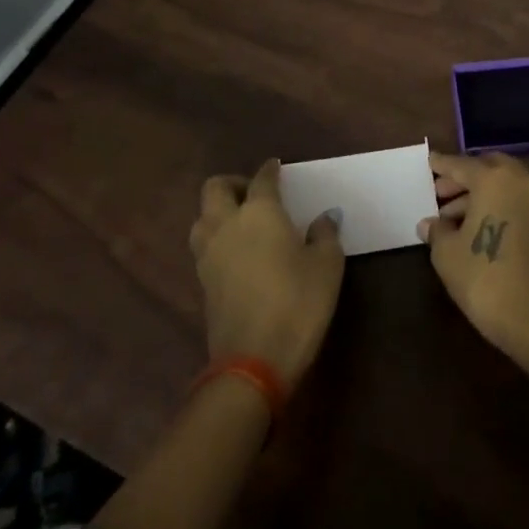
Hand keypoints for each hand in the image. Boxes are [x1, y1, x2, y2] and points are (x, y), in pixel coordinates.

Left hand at [189, 159, 343, 387]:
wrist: (254, 361)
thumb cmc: (298, 303)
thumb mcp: (327, 265)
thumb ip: (325, 234)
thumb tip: (324, 217)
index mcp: (259, 212)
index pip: (262, 179)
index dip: (271, 170)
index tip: (276, 167)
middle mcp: (227, 225)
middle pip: (215, 188)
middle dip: (233, 183)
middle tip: (255, 193)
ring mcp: (209, 255)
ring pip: (202, 217)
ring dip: (218, 211)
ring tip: (242, 221)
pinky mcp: (202, 283)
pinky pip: (204, 245)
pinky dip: (217, 238)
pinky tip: (237, 251)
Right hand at [418, 152, 528, 359]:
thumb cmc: (484, 279)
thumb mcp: (448, 254)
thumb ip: (437, 230)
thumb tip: (430, 223)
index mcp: (495, 179)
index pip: (462, 165)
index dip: (442, 165)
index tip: (430, 161)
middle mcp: (523, 180)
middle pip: (489, 167)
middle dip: (465, 178)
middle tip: (441, 194)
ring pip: (507, 184)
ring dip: (482, 193)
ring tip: (455, 218)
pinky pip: (521, 201)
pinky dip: (501, 204)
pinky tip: (481, 227)